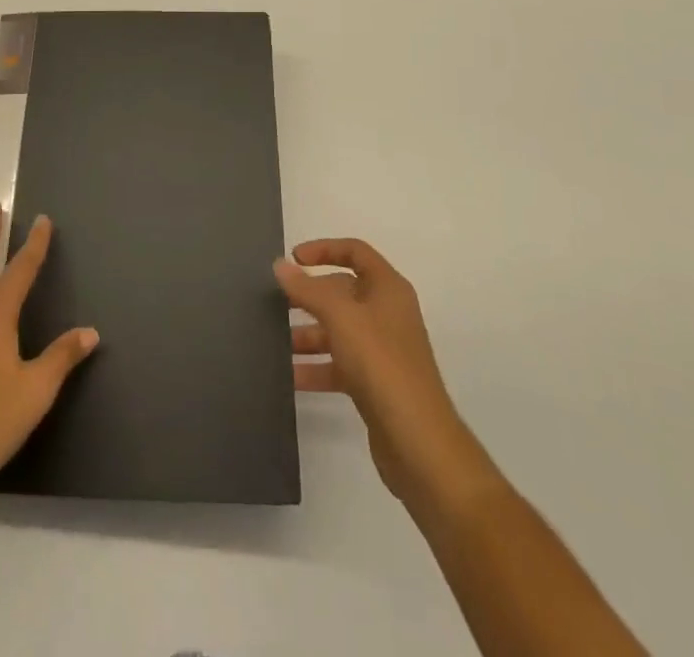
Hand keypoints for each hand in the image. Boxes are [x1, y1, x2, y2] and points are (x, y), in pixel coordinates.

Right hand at [275, 238, 491, 508]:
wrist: (419, 443)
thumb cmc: (382, 365)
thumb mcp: (341, 317)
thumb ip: (308, 289)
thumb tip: (281, 265)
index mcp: (388, 289)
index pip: (355, 252)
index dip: (324, 249)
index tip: (293, 259)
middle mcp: (387, 314)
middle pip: (343, 292)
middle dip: (309, 296)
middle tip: (274, 302)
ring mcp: (382, 351)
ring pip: (338, 330)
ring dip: (308, 334)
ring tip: (275, 342)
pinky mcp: (375, 384)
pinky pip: (339, 364)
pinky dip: (316, 367)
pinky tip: (290, 377)